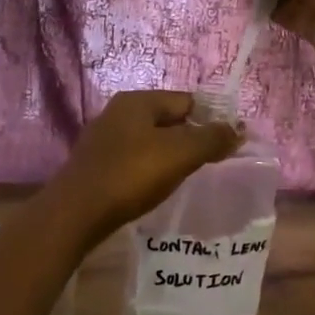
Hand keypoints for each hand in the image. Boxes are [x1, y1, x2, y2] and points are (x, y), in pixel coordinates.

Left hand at [49, 91, 242, 241]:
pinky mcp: (97, 164)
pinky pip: (134, 159)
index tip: (227, 144)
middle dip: (191, 138)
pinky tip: (155, 187)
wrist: (76, 213)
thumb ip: (211, 139)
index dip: (210, 119)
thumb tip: (237, 129)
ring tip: (186, 176)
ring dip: (170, 155)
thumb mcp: (179, 154)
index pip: (186, 100)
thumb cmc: (131, 175)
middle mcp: (119, 112)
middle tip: (209, 163)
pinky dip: (150, 168)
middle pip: (168, 119)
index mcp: (138, 101)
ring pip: (151, 140)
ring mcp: (105, 138)